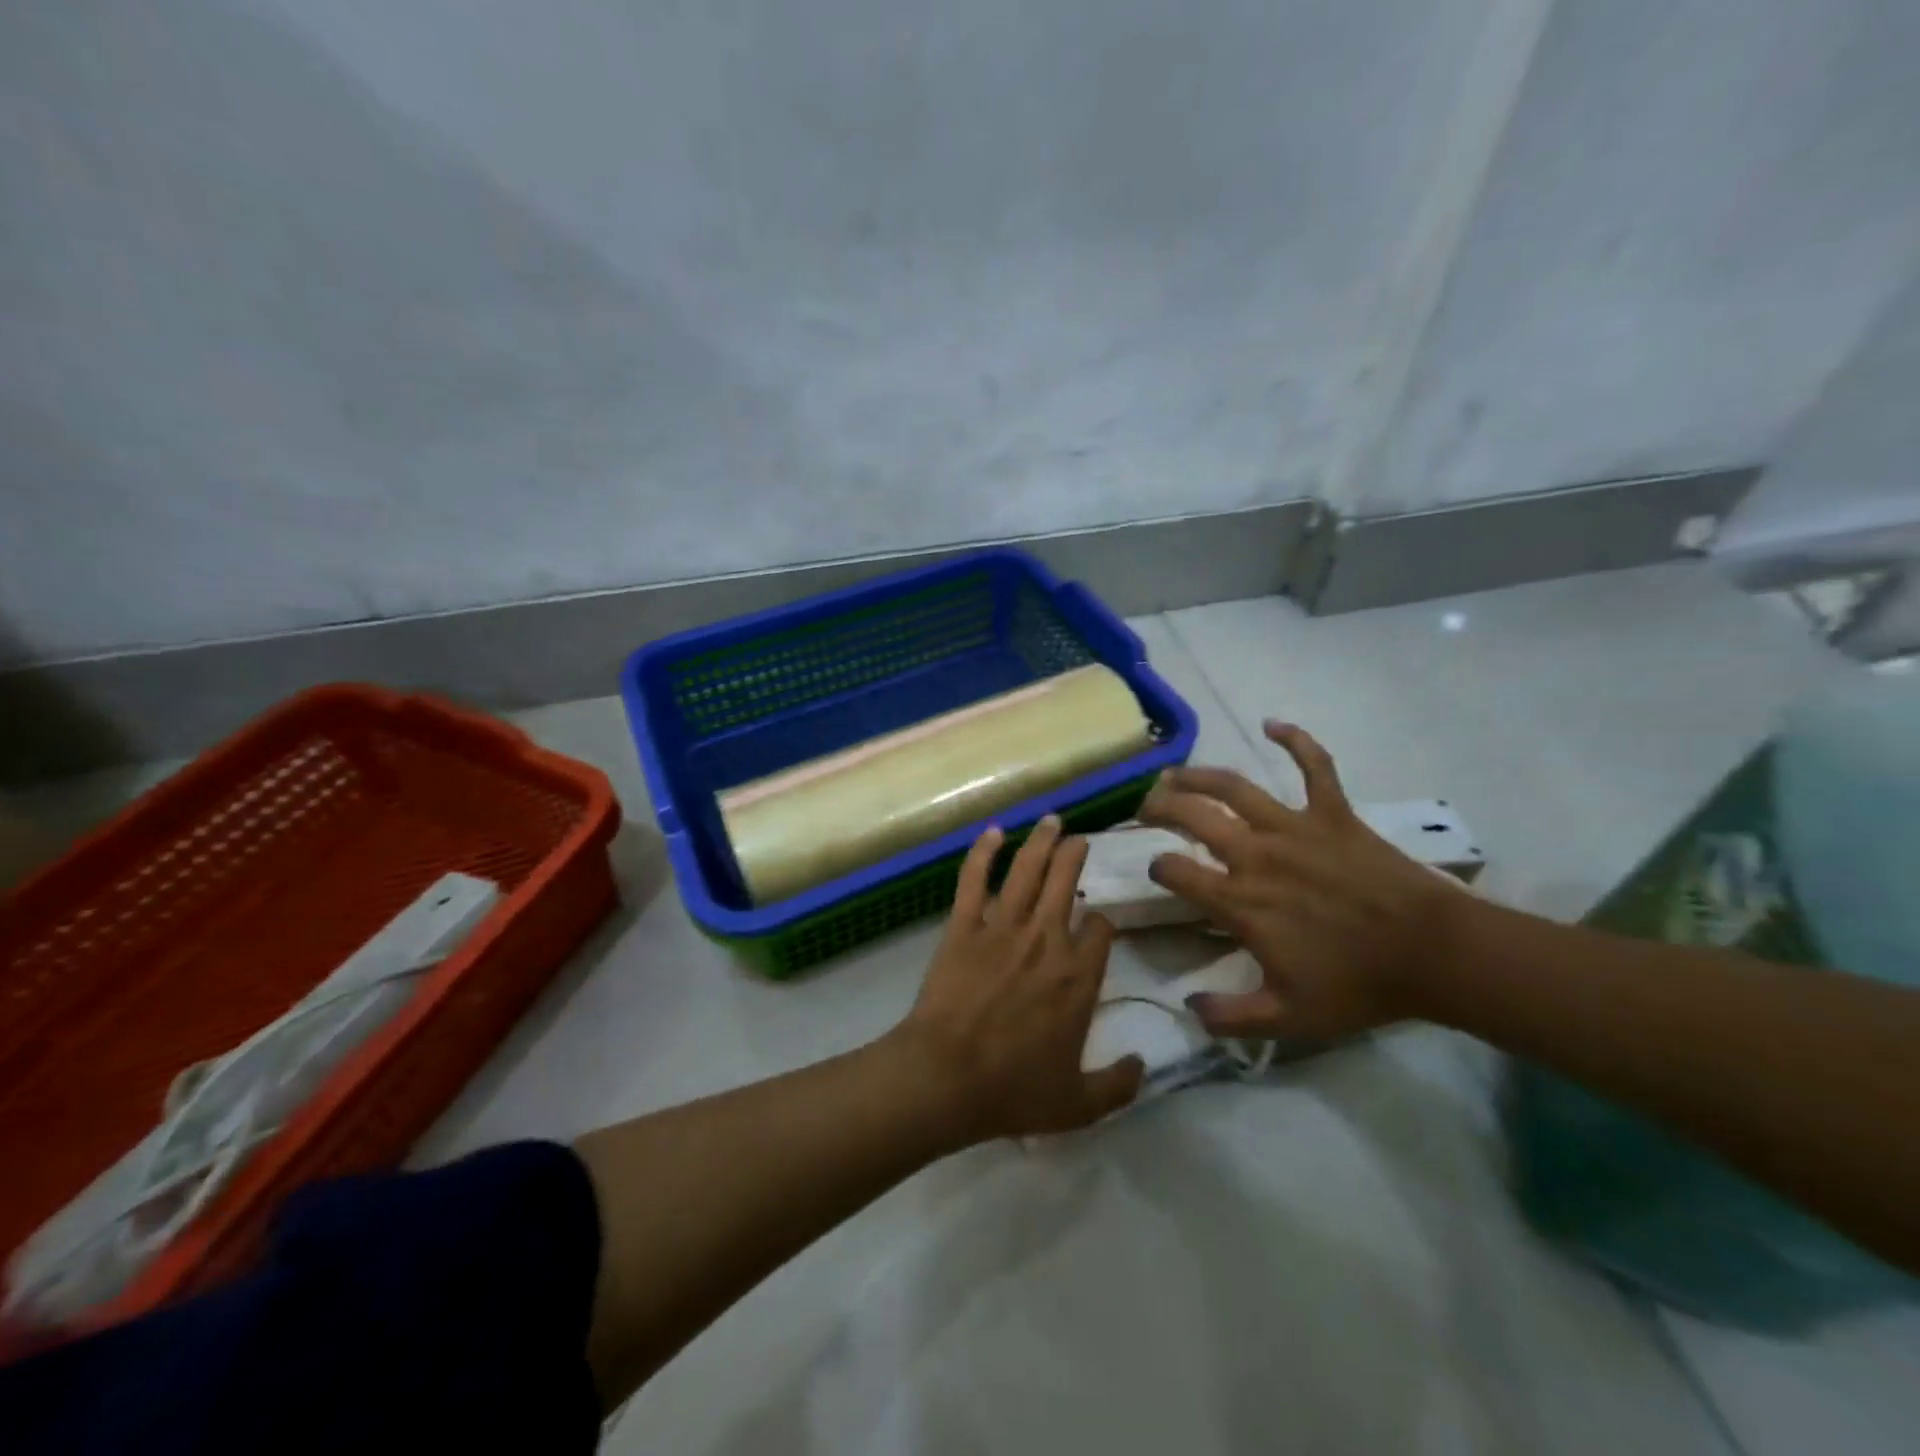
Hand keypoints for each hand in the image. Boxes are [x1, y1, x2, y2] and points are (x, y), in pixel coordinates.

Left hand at [898, 815, 1143, 1140]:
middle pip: (1066, 884)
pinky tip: (992, 832)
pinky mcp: (964, 925)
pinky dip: (983, 852)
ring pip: (1028, 871)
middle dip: (1076, 857)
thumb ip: (1117, 1086)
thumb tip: (1143, 1065)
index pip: (1100, 930)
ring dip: (1041, 841)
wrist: (947, 1077)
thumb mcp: (1079, 1105)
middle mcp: (1047, 940)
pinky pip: (974, 880)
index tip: (1096, 923)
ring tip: (1051, 819)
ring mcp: (1003, 928)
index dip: (1100, 922)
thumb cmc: (1013, 1090)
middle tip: (1079, 840)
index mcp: (1078, 977)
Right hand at [1138, 723, 1458, 1041]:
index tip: (1157, 871)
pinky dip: (1295, 741)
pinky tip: (1274, 724)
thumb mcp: (1288, 1018)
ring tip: (1176, 772)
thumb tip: (1189, 1008)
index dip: (1158, 868)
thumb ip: (1231, 1017)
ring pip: (1234, 787)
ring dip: (1199, 775)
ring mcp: (1295, 827)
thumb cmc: (1358, 984)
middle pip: (1193, 816)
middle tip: (1146, 806)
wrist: (1432, 954)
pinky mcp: (1334, 813)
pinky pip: (1314, 767)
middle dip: (1161, 807)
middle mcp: (1255, 854)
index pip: (1176, 871)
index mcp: (1240, 900)